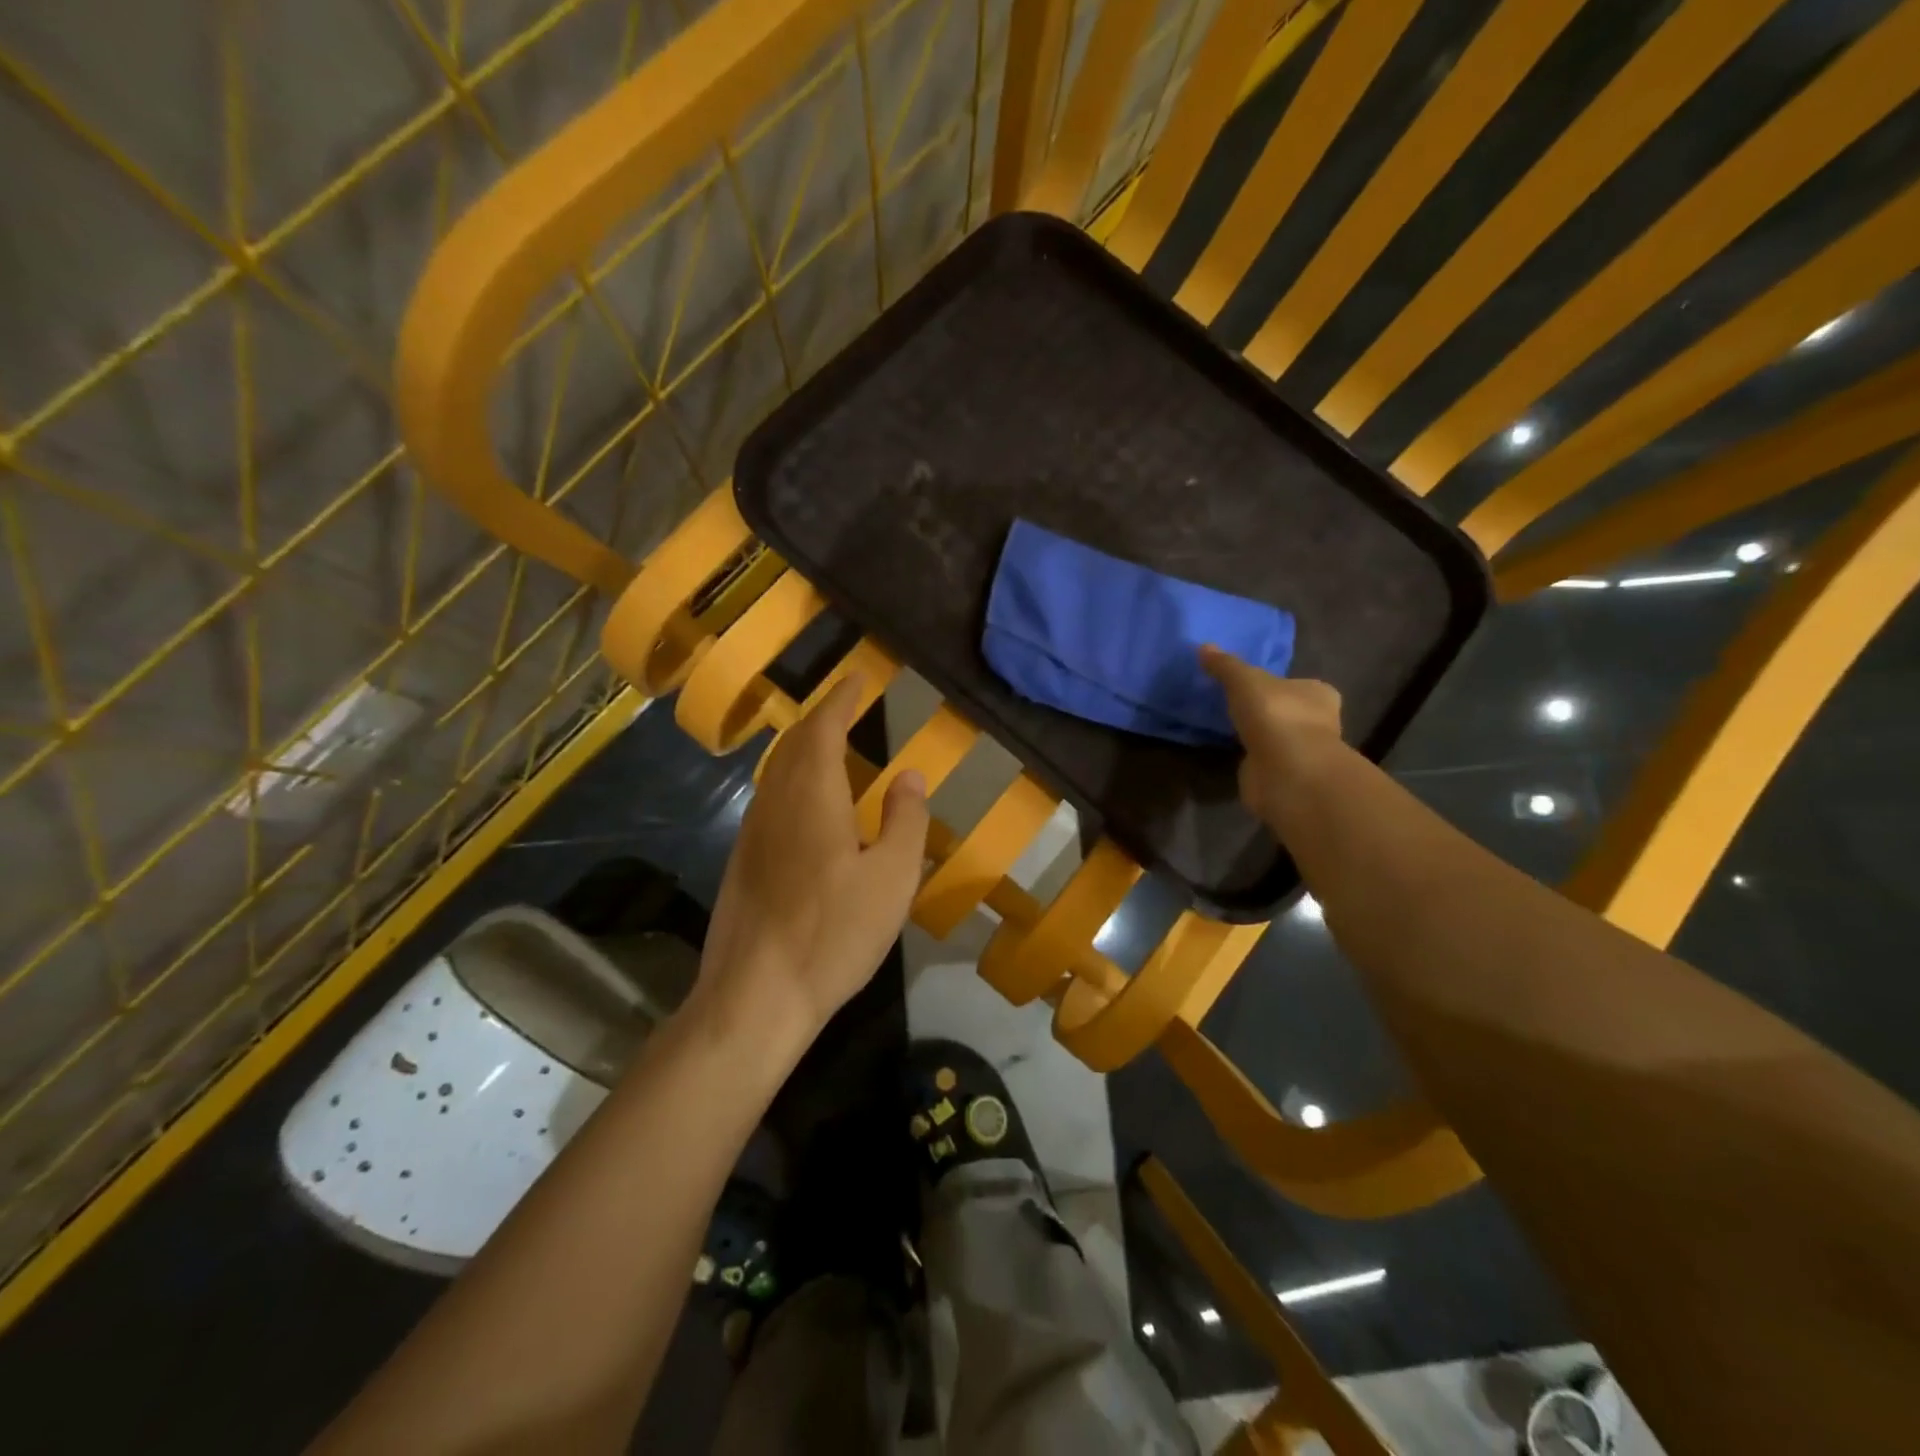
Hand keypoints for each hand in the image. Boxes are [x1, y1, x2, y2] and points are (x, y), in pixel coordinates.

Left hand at [692, 675, 930, 1058]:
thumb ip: (905, 821)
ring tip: (832, 750)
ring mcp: (751, 835)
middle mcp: (774, 804)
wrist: (755, 997)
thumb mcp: (892, 878)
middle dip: (820, 720)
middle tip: (846, 709)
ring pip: (776, 773)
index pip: (822, 729)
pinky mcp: (742, 864)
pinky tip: (809, 808)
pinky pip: (769, 801)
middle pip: (792, 746)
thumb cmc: (833, 934)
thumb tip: (908, 776)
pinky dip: (792, 782)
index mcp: (811, 797)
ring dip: (803, 750)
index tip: (857, 678)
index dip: (840, 699)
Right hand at [1199, 645, 1343, 829]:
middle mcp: (1318, 722)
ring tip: (1229, 727)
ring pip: (1277, 737)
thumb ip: (1225, 665)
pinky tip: (1232, 751)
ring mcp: (1302, 752)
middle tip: (1238, 705)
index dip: (1281, 684)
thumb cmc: (1275, 714)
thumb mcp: (1244, 680)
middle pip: (1291, 711)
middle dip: (1269, 710)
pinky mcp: (1285, 775)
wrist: (1285, 771)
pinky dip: (1251, 757)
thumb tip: (1204, 647)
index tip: (1257, 686)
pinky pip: (1264, 760)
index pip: (1303, 685)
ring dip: (1259, 735)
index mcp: (1318, 694)